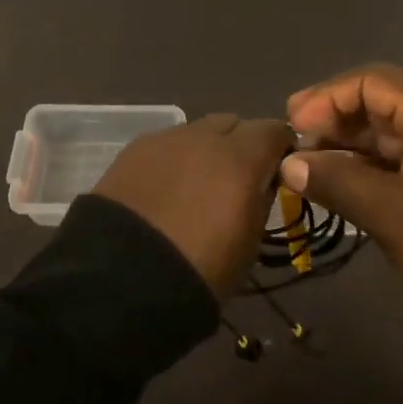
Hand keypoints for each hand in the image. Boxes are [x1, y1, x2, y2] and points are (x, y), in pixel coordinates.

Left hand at [94, 114, 294, 296]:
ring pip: (197, 132)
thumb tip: (264, 180)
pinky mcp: (133, 149)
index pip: (274, 130)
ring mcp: (165, 139)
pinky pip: (166, 145)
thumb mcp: (249, 243)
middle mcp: (204, 136)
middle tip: (236, 178)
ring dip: (205, 150)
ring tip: (195, 185)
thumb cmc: (200, 269)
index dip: (280, 147)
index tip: (279, 168)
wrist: (122, 279)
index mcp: (241, 157)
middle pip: (233, 124)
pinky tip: (164, 189)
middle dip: (241, 144)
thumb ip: (261, 200)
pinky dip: (173, 160)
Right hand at [282, 64, 402, 305]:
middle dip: (336, 119)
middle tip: (298, 145)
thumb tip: (288, 165)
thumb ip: (335, 181)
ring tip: (314, 166)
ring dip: (353, 143)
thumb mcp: (389, 214)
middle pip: (383, 101)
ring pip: (394, 130)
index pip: (372, 81)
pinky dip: (375, 163)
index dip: (327, 97)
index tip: (294, 124)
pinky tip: (347, 181)